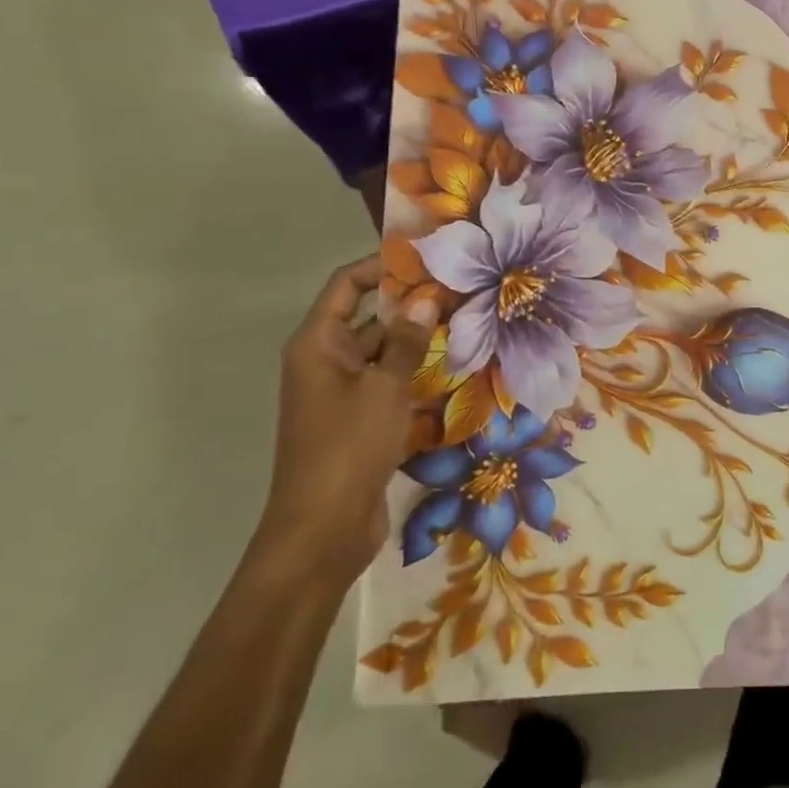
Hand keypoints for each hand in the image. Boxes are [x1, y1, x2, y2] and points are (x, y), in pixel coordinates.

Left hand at [257, 254, 437, 584]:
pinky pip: (390, 384)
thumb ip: (405, 341)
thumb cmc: (348, 448)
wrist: (323, 530)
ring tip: (470, 325)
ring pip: (385, 353)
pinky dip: (417, 376)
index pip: (347, 286)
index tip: (428, 257)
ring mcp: (343, 393)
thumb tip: (425, 298)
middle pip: (370, 317)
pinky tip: (457, 371)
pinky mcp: (361, 421)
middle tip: (464, 291)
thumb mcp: (384, 389)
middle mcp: (327, 362)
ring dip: (420, 342)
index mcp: (318, 345)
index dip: (382, 266)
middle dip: (412, 304)